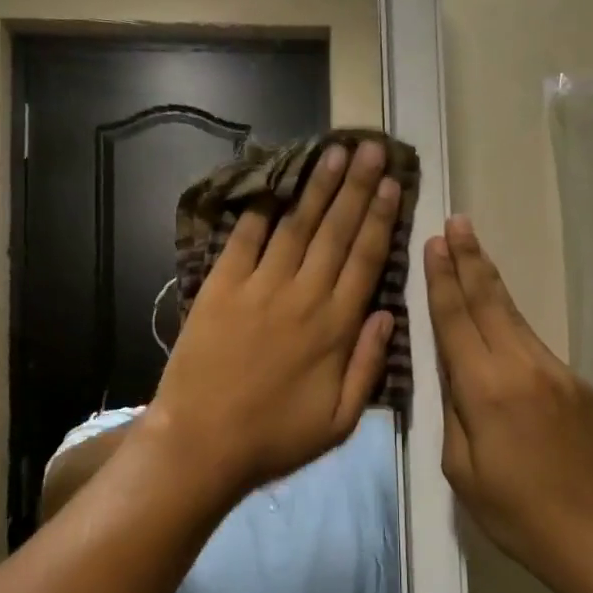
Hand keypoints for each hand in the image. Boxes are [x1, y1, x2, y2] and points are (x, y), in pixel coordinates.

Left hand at [146, 138, 399, 504]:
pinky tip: (273, 182)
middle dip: (356, 187)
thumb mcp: (340, 421)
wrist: (201, 444)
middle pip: (336, 231)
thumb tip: (389, 314)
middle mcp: (303, 295)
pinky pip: (244, 238)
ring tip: (333, 152)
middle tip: (370, 148)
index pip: (365, 259)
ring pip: (296, 226)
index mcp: (335, 327)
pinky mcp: (222, 286)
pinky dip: (259, 208)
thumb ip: (367, 365)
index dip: (380, 218)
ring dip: (317, 186)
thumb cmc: (275, 438)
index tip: (391, 184)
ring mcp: (260, 286)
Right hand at [426, 216, 592, 592]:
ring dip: (489, 281)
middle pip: (489, 301)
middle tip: (457, 221)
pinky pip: (534, 345)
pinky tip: (500, 318)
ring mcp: (555, 371)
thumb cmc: (517, 513)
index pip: (457, 319)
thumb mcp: (461, 469)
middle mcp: (521, 366)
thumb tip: (451, 370)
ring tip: (473, 248)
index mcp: (485, 389)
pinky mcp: (578, 384)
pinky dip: (511, 323)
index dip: (443, 278)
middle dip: (469, 259)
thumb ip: (452, 410)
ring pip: (514, 316)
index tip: (434, 241)